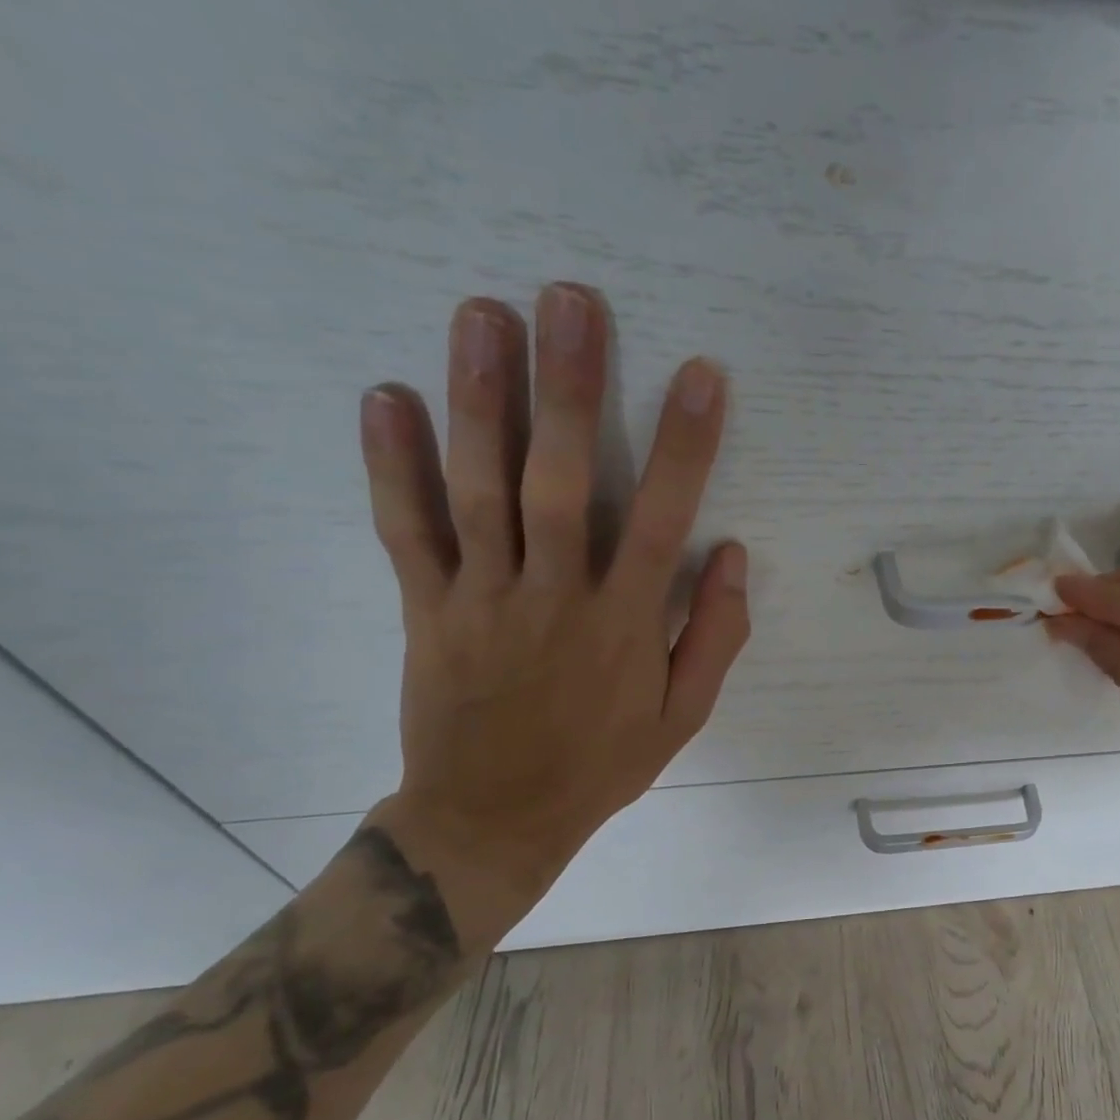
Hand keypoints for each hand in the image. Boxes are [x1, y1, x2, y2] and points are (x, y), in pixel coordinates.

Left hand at [357, 284, 747, 902]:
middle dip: (568, 388)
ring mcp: (482, 598)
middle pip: (559, 480)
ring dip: (479, 400)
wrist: (494, 819)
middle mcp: (554, 596)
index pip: (661, 519)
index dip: (684, 445)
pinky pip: (406, 532)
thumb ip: (715, 636)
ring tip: (482, 315)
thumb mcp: (684, 718)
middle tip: (569, 300)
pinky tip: (385, 398)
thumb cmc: (602, 765)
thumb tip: (733, 555)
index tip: (700, 375)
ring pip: (478, 489)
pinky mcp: (426, 609)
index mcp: (625, 624)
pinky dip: (391, 466)